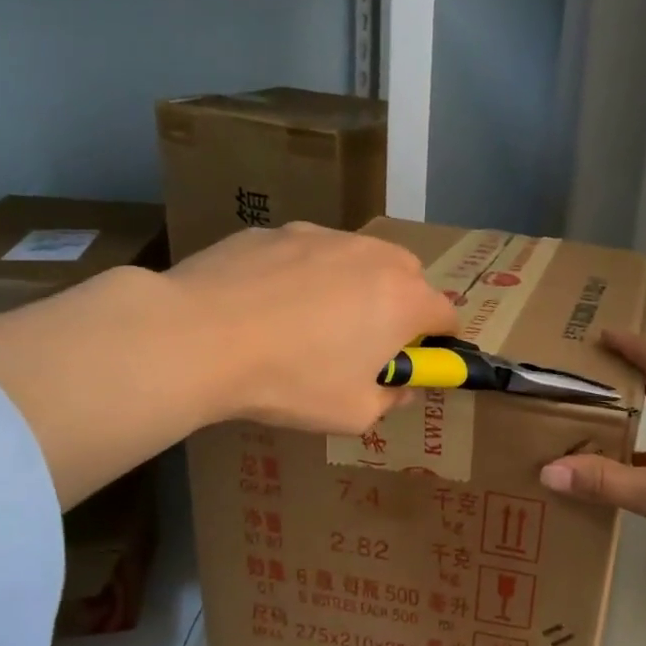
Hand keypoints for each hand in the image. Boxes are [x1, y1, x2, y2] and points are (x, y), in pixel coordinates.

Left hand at [167, 222, 456, 434]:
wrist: (197, 337)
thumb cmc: (291, 381)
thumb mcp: (354, 414)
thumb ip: (391, 399)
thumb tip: (400, 386)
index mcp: (404, 300)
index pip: (447, 315)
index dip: (439, 342)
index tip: (418, 361)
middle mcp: (373, 256)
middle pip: (409, 276)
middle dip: (401, 305)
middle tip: (368, 340)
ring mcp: (321, 236)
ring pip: (357, 258)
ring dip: (354, 285)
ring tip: (311, 321)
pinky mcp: (274, 231)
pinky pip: (306, 253)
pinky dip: (303, 275)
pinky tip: (266, 306)